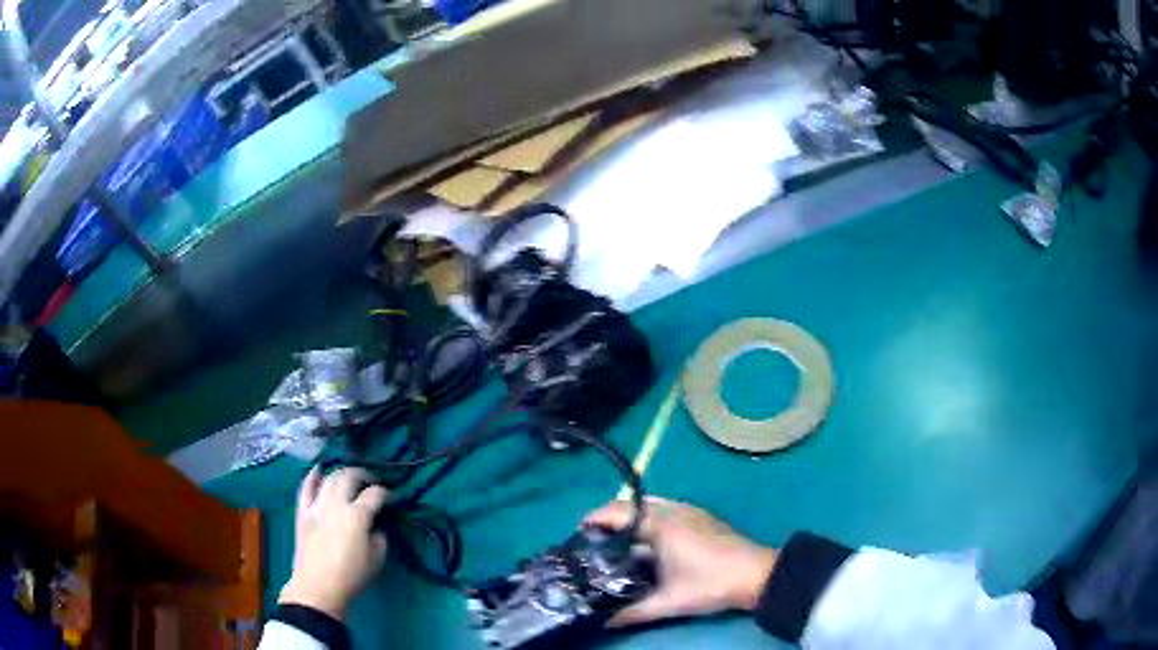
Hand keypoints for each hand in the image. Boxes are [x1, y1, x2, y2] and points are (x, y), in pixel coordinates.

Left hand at [278, 467, 389, 618]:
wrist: (318, 587)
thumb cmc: (351, 576)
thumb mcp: (377, 559)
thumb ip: (380, 536)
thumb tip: (376, 525)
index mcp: (357, 516)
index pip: (375, 494)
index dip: (385, 493)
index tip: (391, 498)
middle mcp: (336, 504)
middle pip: (349, 477)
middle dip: (363, 475)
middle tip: (371, 482)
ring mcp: (317, 505)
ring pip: (329, 478)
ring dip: (341, 474)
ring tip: (349, 478)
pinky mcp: (303, 511)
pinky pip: (306, 487)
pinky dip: (312, 476)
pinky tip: (319, 470)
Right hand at [585, 497, 777, 626]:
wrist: (757, 575)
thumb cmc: (711, 584)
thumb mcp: (670, 602)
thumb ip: (634, 612)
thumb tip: (605, 622)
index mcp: (662, 524)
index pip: (619, 511)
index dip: (595, 519)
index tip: (579, 533)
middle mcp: (673, 510)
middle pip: (632, 505)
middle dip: (611, 519)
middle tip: (595, 541)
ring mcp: (690, 511)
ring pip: (650, 506)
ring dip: (631, 519)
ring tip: (617, 543)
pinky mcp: (701, 517)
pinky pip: (665, 510)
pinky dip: (648, 521)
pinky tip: (647, 545)